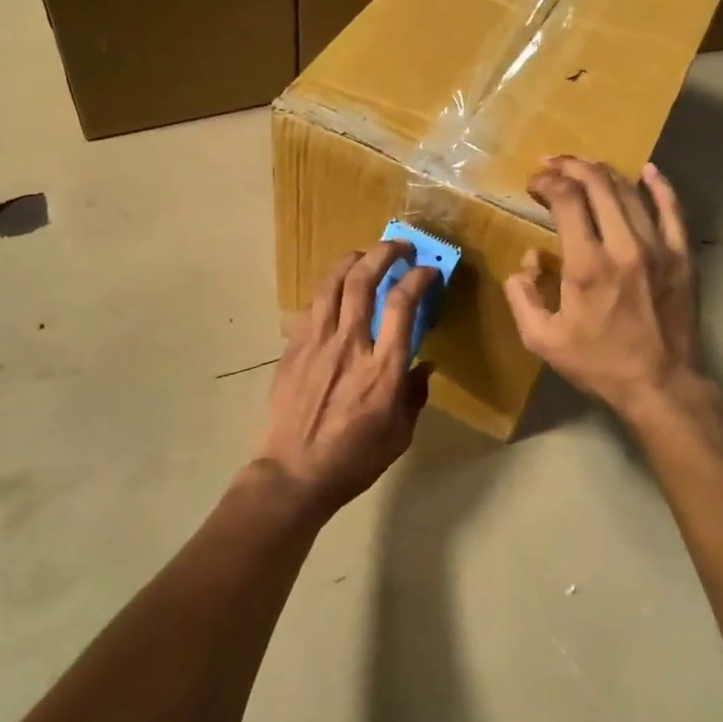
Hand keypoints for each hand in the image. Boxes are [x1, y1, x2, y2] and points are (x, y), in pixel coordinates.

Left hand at [253, 242, 437, 519]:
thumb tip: (422, 366)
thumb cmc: (353, 460)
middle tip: (400, 248)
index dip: (418, 279)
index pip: (402, 305)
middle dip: (385, 254)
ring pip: (332, 284)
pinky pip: (311, 306)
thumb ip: (413, 395)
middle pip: (364, 281)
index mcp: (382, 369)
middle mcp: (349, 345)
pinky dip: (328, 289)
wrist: (294, 474)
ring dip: (352, 260)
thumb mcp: (400, 436)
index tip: (429, 272)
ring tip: (366, 254)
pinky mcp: (293, 348)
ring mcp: (316, 343)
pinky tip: (336, 289)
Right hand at [504, 157, 704, 418]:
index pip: (566, 200)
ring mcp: (659, 248)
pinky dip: (660, 185)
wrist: (661, 384)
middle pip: (599, 184)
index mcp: (587, 264)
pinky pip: (673, 209)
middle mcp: (624, 245)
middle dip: (571, 166)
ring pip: (631, 191)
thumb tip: (527, 261)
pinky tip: (647, 171)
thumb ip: (523, 296)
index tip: (533, 183)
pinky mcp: (682, 256)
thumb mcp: (542, 340)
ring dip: (604, 172)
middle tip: (554, 165)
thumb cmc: (598, 363)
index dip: (547, 182)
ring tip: (585, 167)